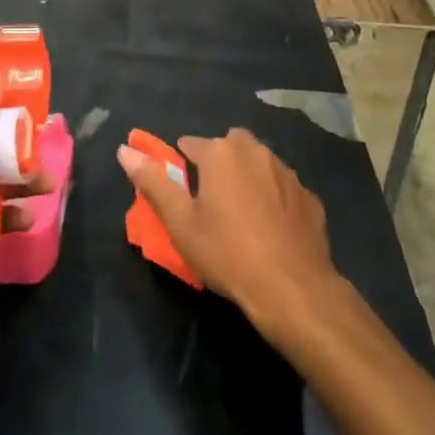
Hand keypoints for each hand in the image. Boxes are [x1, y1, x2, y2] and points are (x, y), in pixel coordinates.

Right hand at [117, 129, 337, 334]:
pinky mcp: (309, 197)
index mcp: (221, 152)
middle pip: (228, 146)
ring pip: (258, 164)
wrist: (294, 289)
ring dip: (247, 178)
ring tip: (241, 216)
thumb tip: (124, 150)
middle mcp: (255, 151)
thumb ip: (153, 182)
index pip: (190, 144)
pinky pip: (283, 188)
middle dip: (218, 163)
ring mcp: (287, 173)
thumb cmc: (228, 253)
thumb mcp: (180, 222)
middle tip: (211, 201)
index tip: (181, 192)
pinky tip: (272, 230)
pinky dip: (275, 199)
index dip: (181, 165)